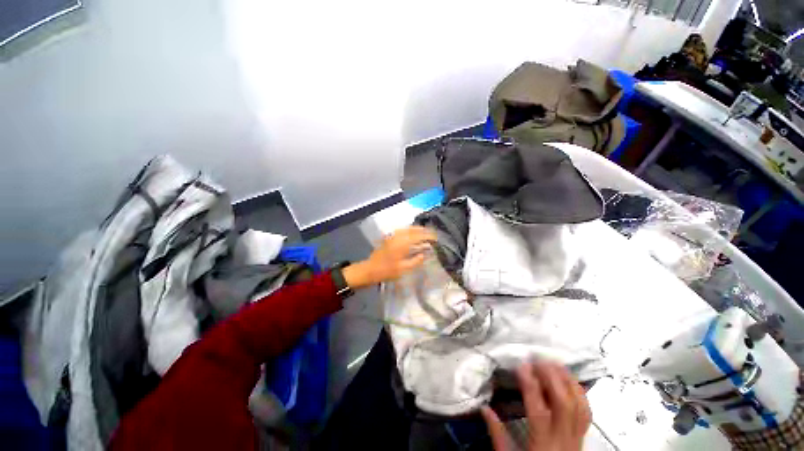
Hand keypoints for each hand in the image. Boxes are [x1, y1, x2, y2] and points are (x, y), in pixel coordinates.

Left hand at [342, 226, 436, 288]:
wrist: (370, 270)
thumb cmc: (387, 271)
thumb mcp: (403, 269)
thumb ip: (415, 260)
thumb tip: (425, 254)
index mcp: (402, 243)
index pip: (419, 236)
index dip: (428, 236)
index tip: (436, 238)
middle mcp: (398, 236)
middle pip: (413, 229)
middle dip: (424, 230)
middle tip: (432, 234)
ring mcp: (392, 235)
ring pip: (407, 228)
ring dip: (417, 229)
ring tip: (425, 232)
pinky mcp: (389, 237)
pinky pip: (402, 230)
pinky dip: (409, 230)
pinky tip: (412, 233)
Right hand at [481, 362, 591, 450]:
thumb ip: (497, 433)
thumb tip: (483, 407)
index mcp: (543, 444)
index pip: (539, 412)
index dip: (531, 387)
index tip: (522, 366)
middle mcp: (563, 439)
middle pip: (563, 404)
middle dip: (552, 378)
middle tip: (537, 360)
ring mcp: (577, 437)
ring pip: (578, 405)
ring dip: (567, 380)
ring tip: (554, 363)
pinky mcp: (583, 436)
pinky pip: (586, 411)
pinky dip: (579, 392)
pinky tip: (569, 378)